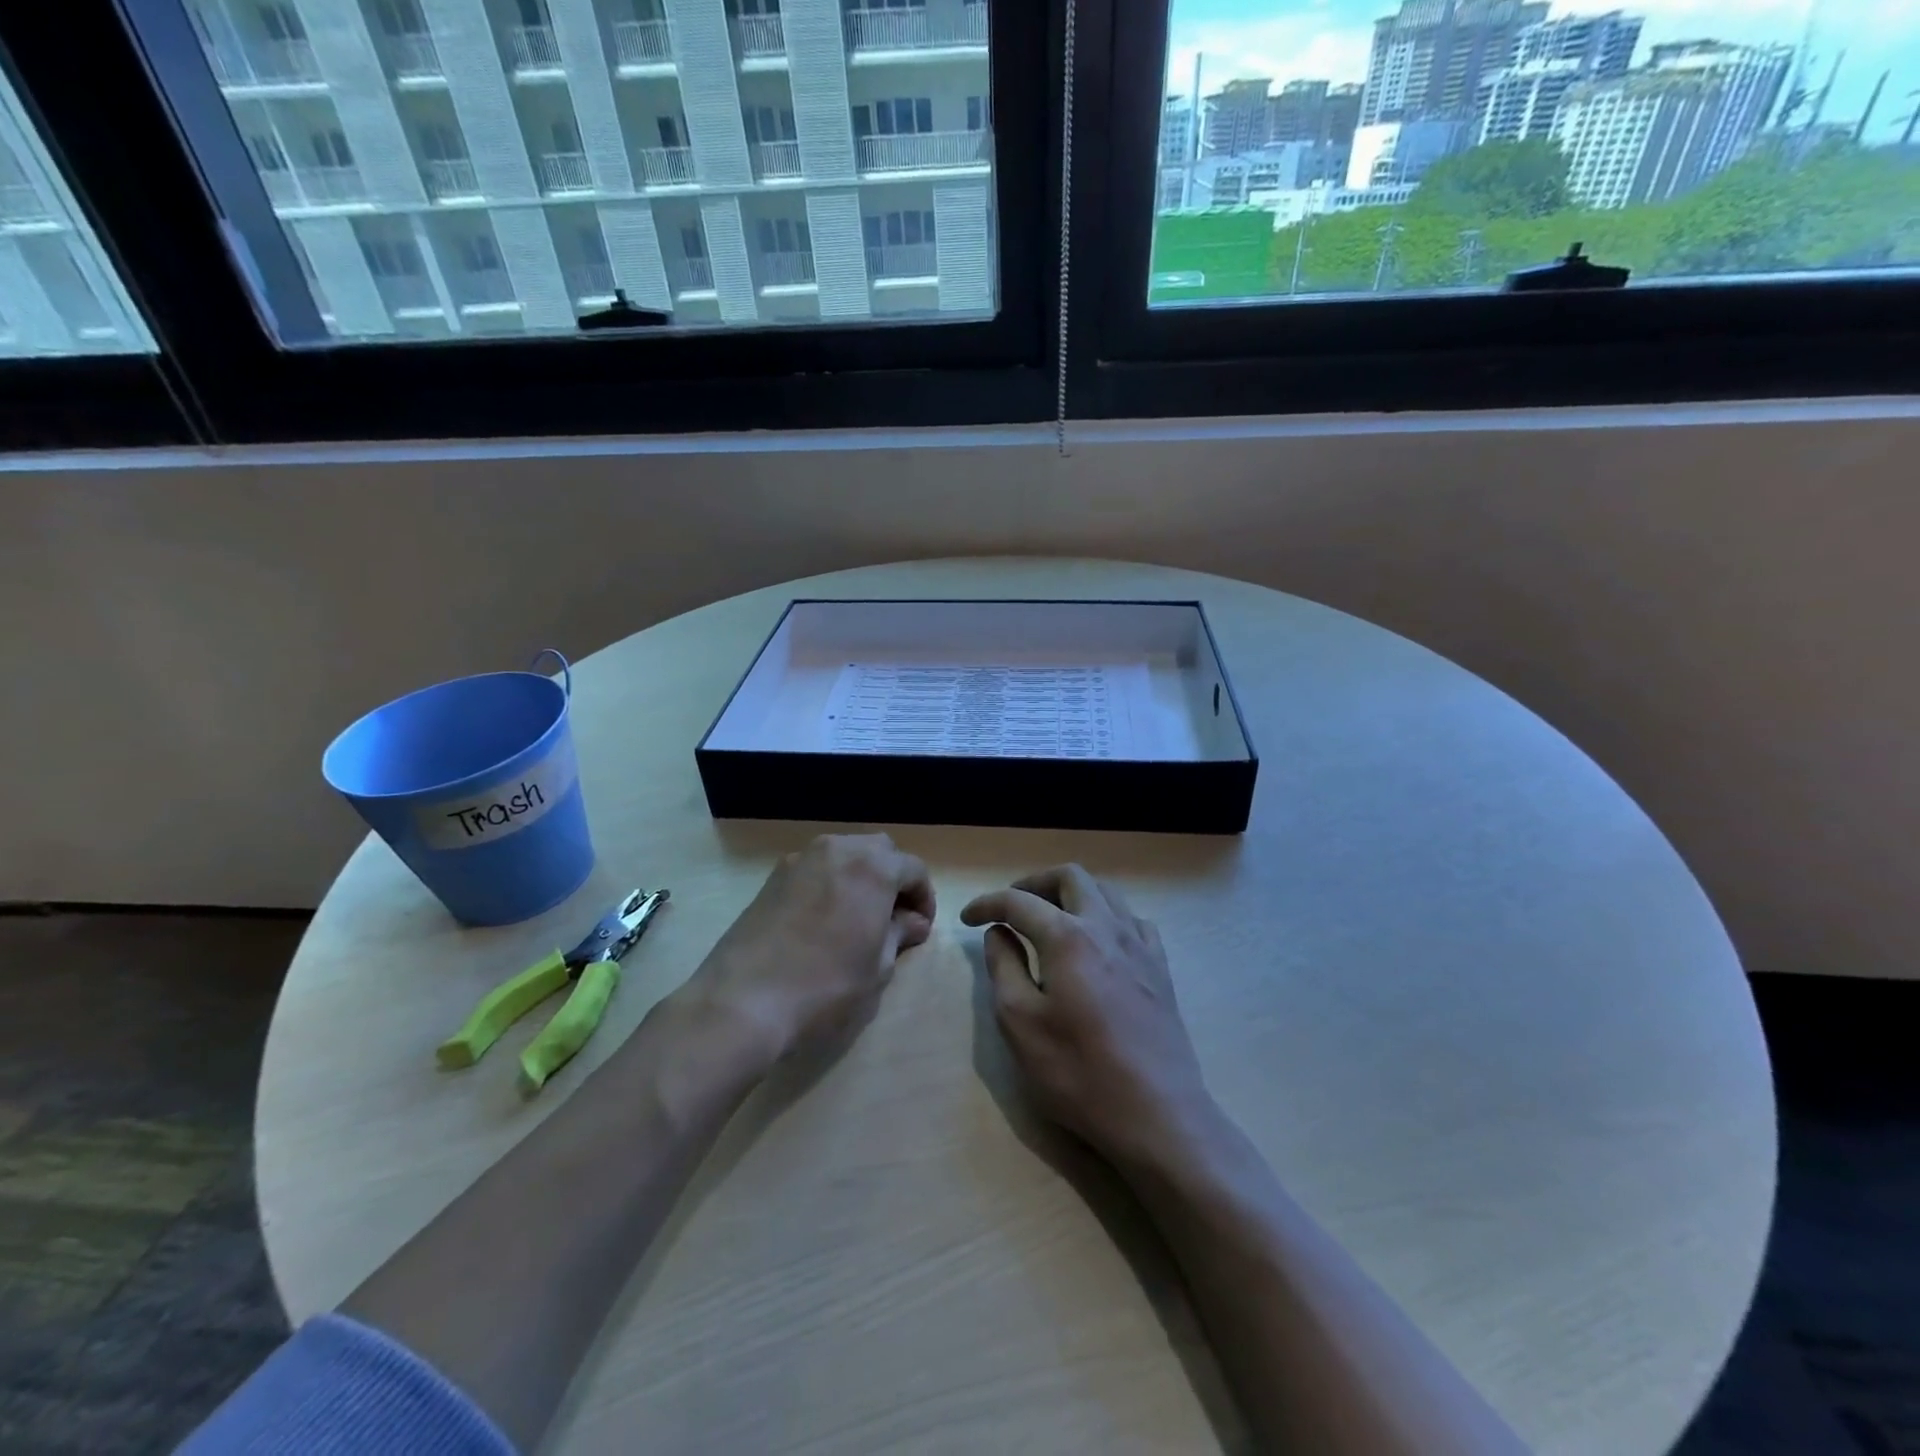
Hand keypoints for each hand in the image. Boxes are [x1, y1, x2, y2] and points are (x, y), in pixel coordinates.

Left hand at [686, 834, 934, 1064]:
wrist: (744, 1001)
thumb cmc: (826, 986)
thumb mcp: (877, 967)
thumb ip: (899, 934)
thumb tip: (912, 922)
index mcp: (872, 866)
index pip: (913, 868)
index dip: (924, 897)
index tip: (920, 928)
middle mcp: (838, 850)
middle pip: (878, 851)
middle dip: (893, 878)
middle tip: (894, 917)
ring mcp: (800, 859)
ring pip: (844, 855)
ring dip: (860, 877)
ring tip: (859, 918)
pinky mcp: (773, 877)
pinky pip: (816, 869)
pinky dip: (830, 884)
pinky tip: (824, 921)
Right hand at [961, 865, 1215, 1170]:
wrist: (1157, 1114)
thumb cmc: (1078, 1072)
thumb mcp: (1020, 1023)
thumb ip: (1004, 967)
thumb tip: (999, 932)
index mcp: (1068, 937)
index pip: (1020, 902)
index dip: (988, 904)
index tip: (967, 918)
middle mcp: (1107, 927)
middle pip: (1071, 877)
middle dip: (1034, 883)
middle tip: (1011, 907)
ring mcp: (1140, 945)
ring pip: (1105, 892)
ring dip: (1071, 894)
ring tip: (1050, 919)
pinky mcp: (1160, 968)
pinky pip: (1132, 920)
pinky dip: (1105, 916)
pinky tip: (1096, 942)